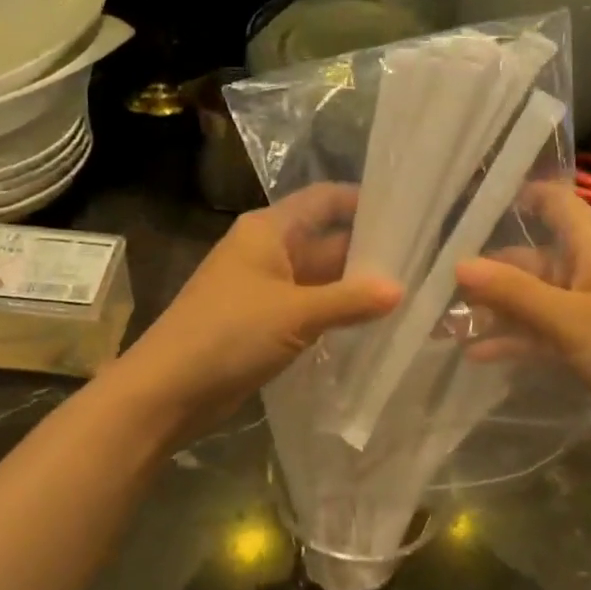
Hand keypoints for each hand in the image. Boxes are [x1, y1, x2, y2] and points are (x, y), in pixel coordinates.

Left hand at [118, 184, 400, 427]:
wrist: (168, 390)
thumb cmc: (229, 334)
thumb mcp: (295, 313)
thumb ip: (350, 300)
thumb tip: (400, 289)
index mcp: (269, 230)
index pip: (324, 200)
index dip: (364, 202)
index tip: (409, 214)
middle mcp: (268, 251)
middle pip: (326, 240)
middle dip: (368, 253)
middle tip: (422, 264)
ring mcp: (265, 289)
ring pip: (320, 279)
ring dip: (355, 288)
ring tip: (410, 294)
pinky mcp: (264, 323)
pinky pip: (309, 309)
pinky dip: (336, 314)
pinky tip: (373, 325)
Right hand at [454, 184, 590, 461]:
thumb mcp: (571, 321)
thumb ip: (513, 293)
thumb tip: (457, 264)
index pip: (554, 202)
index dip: (516, 196)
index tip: (466, 205)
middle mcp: (590, 271)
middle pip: (530, 258)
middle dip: (486, 272)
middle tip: (433, 288)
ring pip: (533, 300)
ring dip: (494, 311)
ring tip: (444, 325)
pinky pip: (544, 333)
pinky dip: (516, 340)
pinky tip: (478, 355)